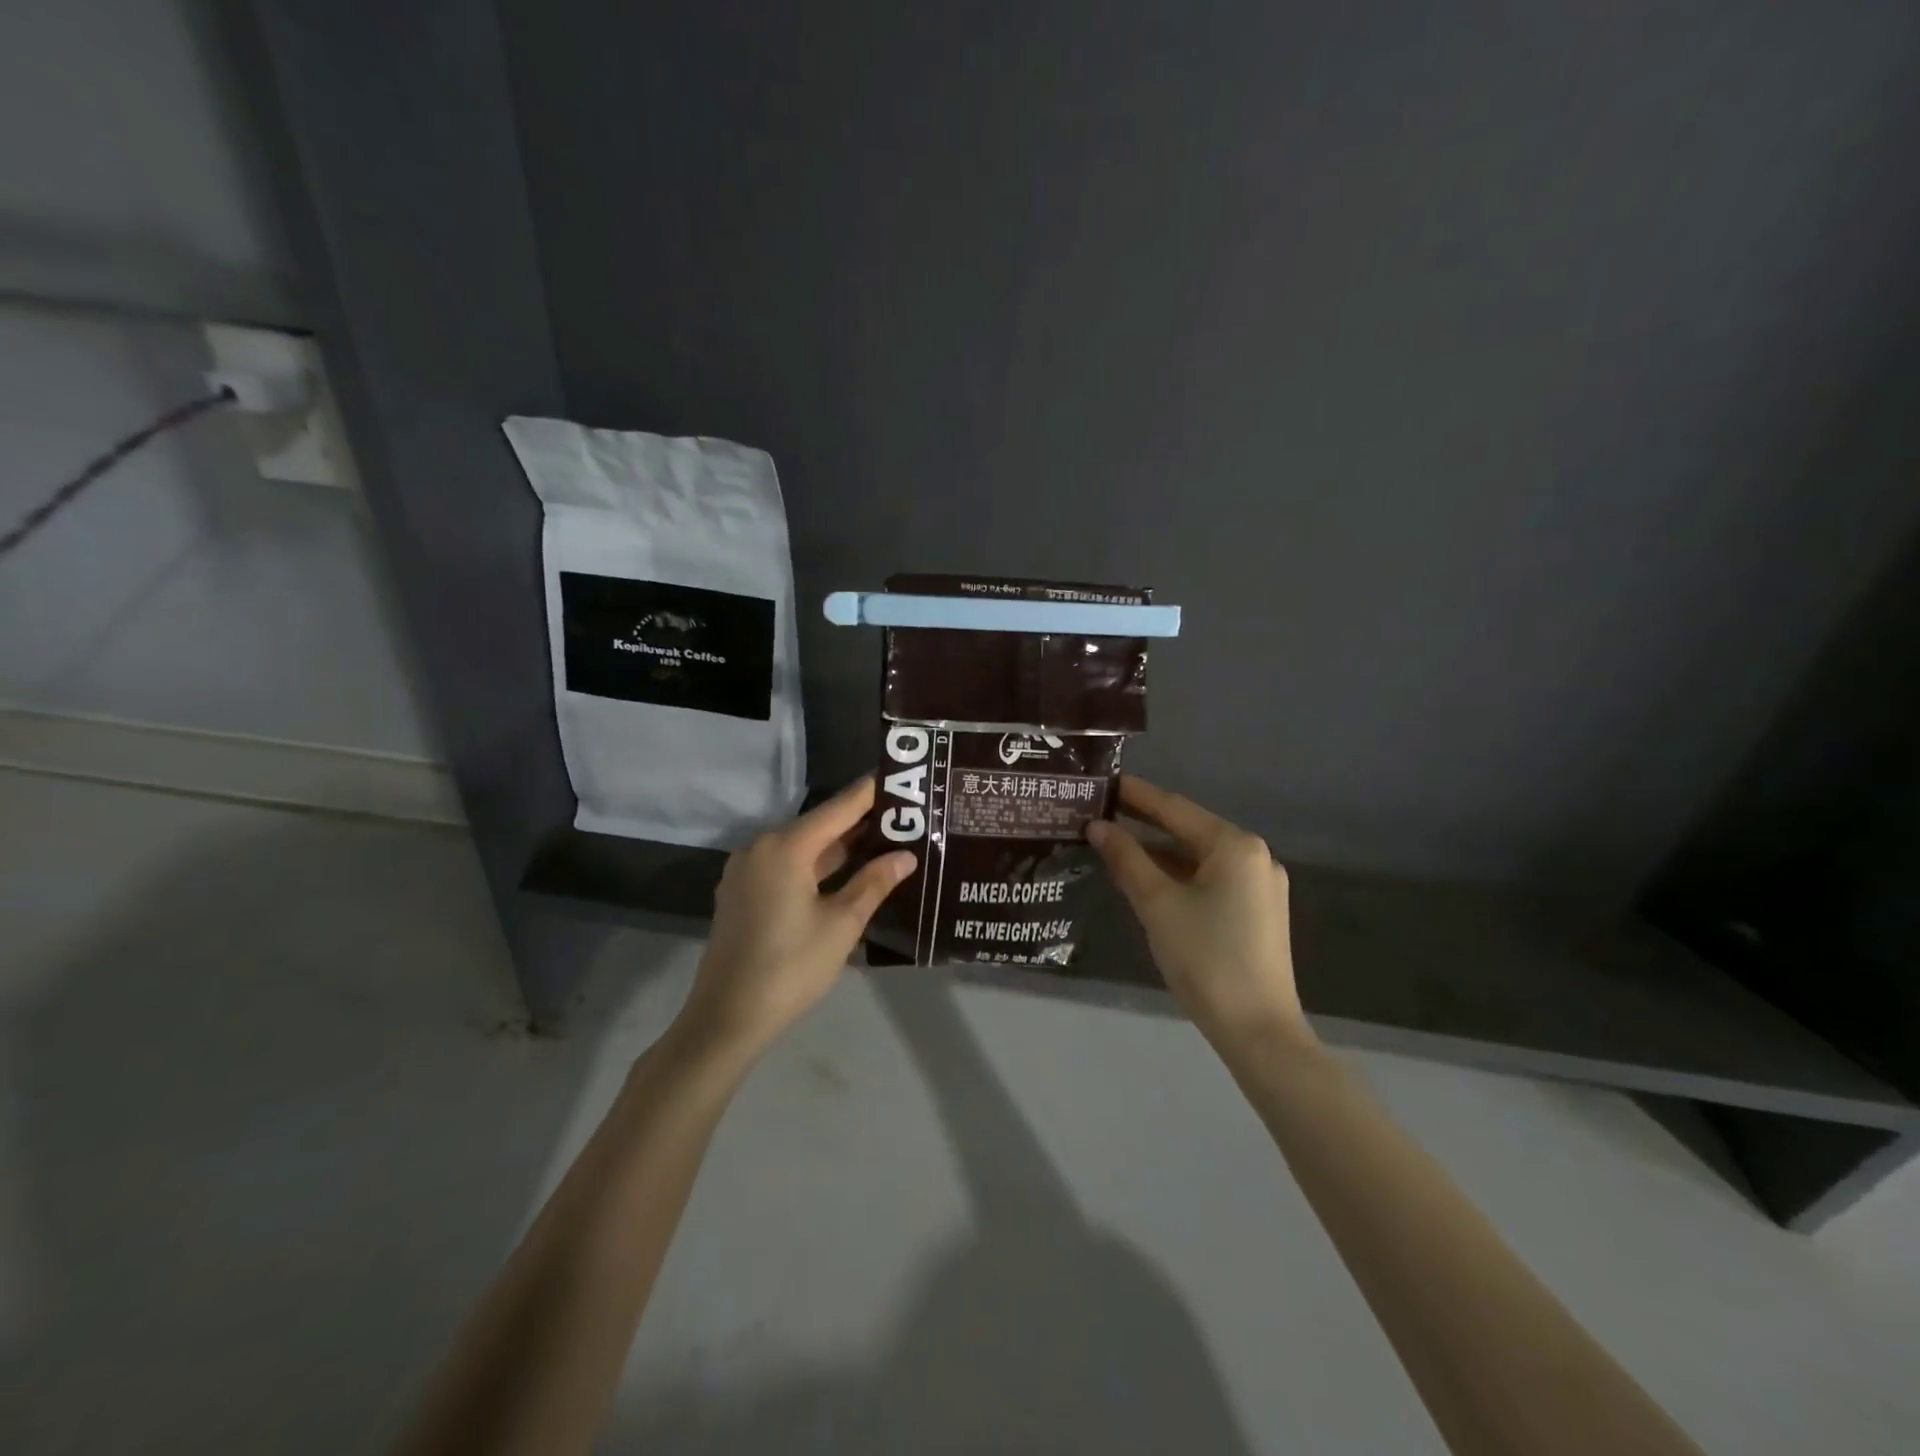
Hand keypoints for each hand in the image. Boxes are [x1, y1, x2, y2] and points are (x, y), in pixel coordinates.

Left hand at [675, 776, 914, 1060]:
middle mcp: (762, 847)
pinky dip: (817, 864)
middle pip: (820, 824)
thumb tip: (906, 856)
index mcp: (785, 847)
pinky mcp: (743, 892)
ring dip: (840, 845)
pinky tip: (848, 870)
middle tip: (904, 813)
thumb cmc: (790, 968)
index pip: (839, 808)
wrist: (726, 1018)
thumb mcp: (841, 925)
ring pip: (803, 846)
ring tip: (885, 838)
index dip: (871, 791)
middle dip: (860, 820)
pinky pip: (787, 865)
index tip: (901, 775)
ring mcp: (747, 870)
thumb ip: (874, 883)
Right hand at [1086, 775, 1311, 1053]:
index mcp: (1235, 846)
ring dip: (1158, 853)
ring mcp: (1259, 886)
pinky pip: (1210, 880)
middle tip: (1100, 813)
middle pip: (1188, 831)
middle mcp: (1254, 856)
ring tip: (1113, 847)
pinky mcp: (1257, 912)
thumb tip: (1098, 827)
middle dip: (1144, 824)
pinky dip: (1177, 876)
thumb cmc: (1205, 958)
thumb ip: (1126, 859)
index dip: (1136, 795)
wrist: (1258, 1031)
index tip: (1103, 783)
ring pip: (1198, 858)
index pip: (1175, 808)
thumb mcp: (1157, 904)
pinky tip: (1147, 881)